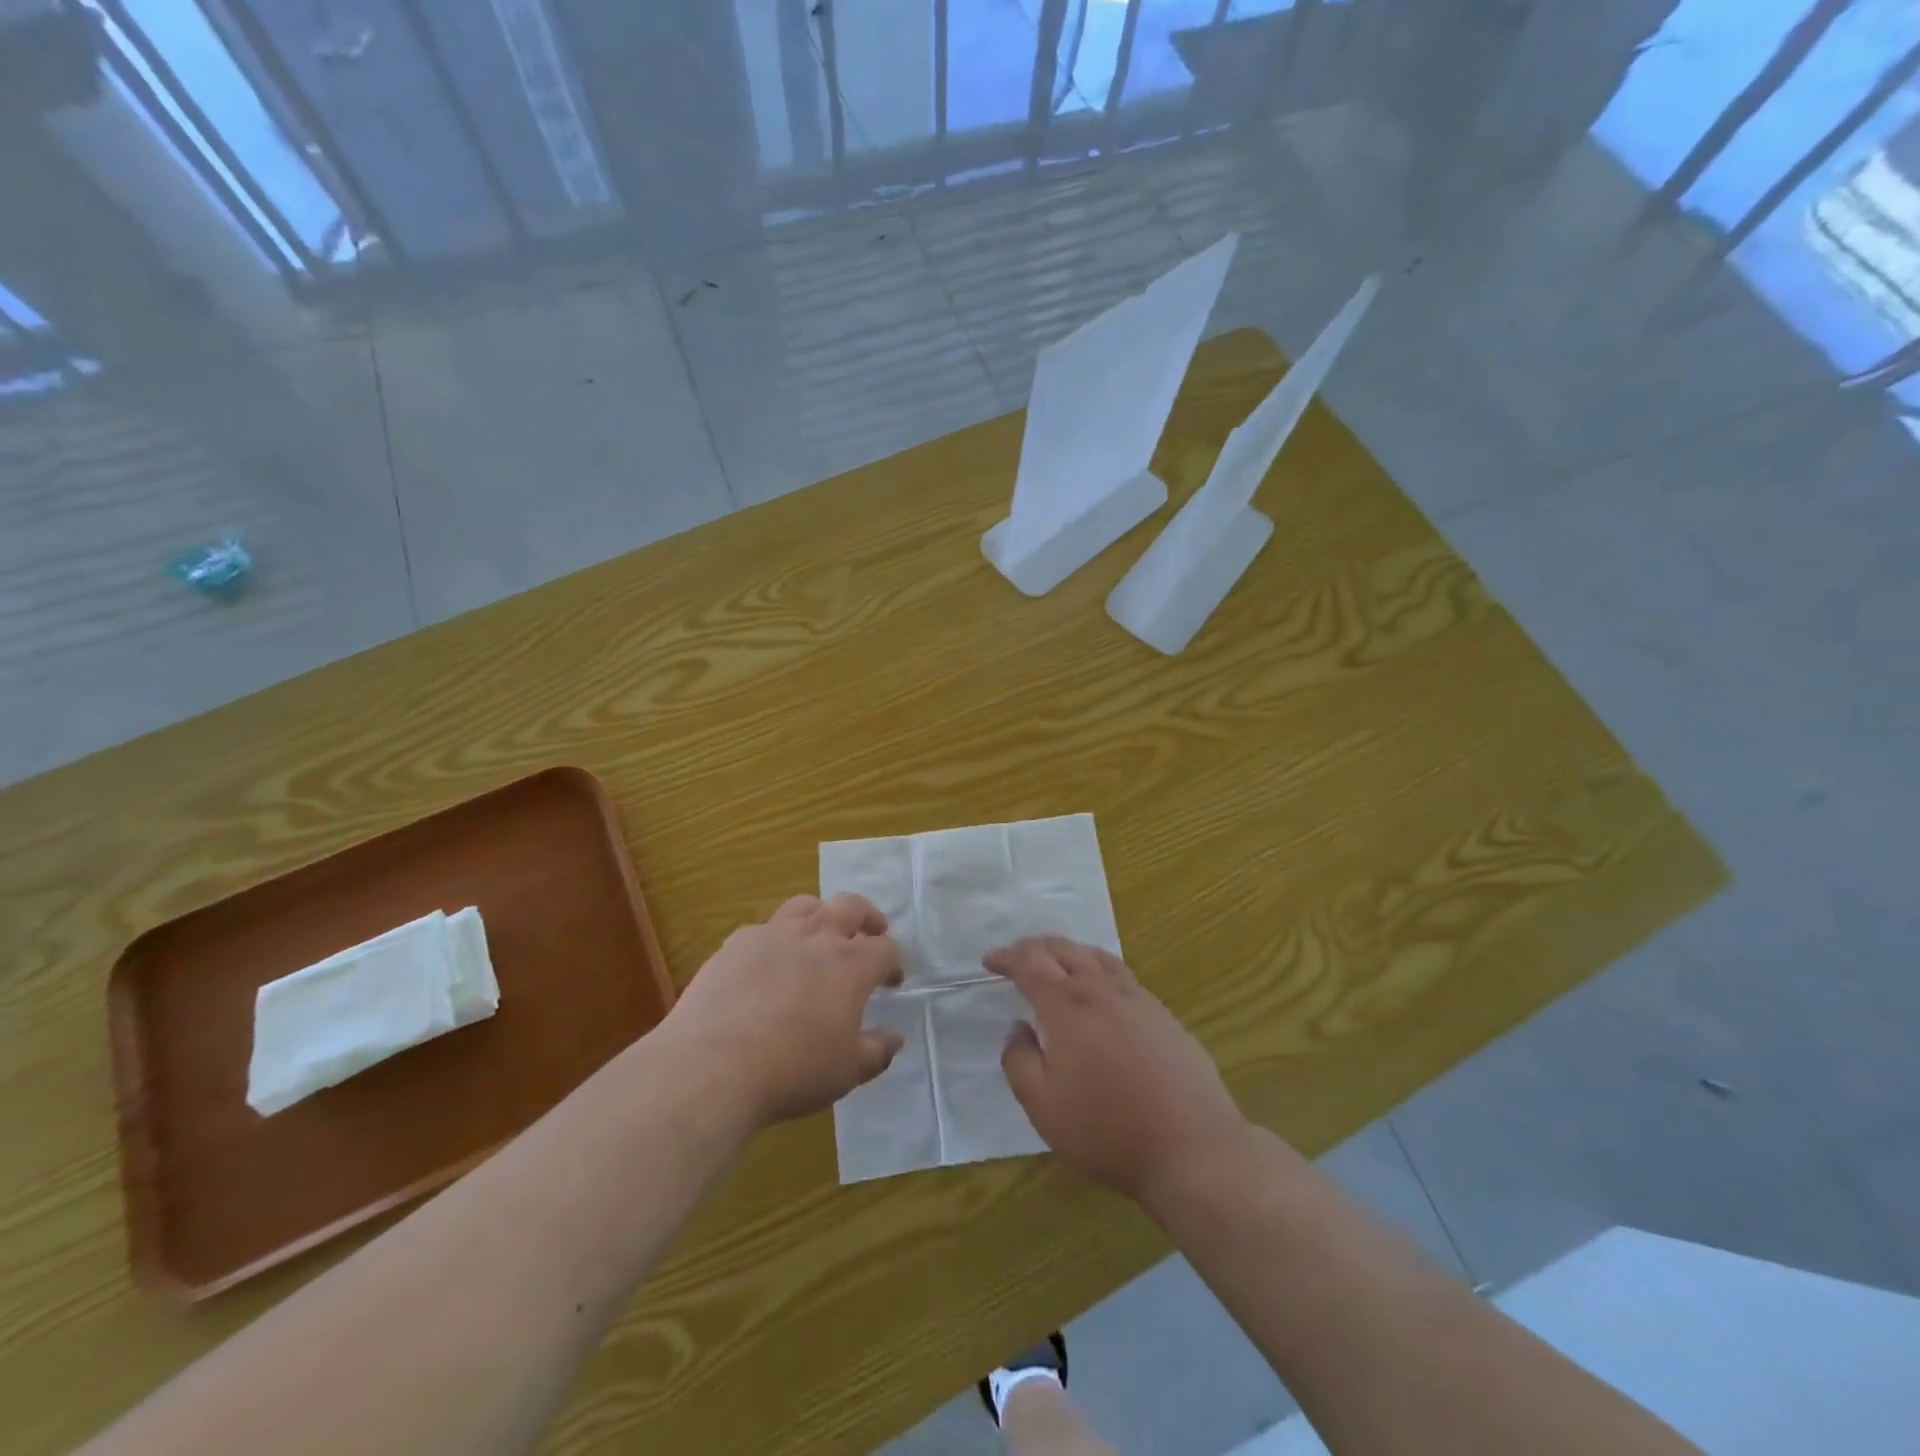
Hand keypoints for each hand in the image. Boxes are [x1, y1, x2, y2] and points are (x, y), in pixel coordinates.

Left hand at [663, 894, 902, 1128]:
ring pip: (806, 905)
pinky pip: (764, 929)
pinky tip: (768, 965)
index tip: (891, 982)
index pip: (885, 949)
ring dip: (822, 914)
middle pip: (851, 907)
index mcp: (851, 965)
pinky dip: (776, 939)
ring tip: (820, 934)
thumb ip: (877, 1051)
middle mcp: (817, 937)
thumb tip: (895, 1038)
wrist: (712, 1067)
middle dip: (867, 917)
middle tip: (871, 931)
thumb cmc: (792, 1070)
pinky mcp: (736, 943)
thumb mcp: (847, 1072)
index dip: (893, 963)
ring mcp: (774, 934)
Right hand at [991, 936, 1251, 1210]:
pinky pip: (1121, 973)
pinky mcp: (1163, 1014)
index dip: (1006, 957)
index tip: (989, 960)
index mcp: (1067, 1006)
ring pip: (1096, 956)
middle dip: (1034, 947)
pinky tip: (1100, 986)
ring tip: (1055, 959)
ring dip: (1068, 950)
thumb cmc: (1108, 1129)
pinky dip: (1097, 966)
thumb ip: (1019, 1062)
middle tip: (1016, 956)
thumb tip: (1017, 1030)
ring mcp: (1137, 998)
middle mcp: (1101, 989)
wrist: (1193, 1147)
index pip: (1030, 964)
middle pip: (1063, 949)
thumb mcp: (1044, 1107)